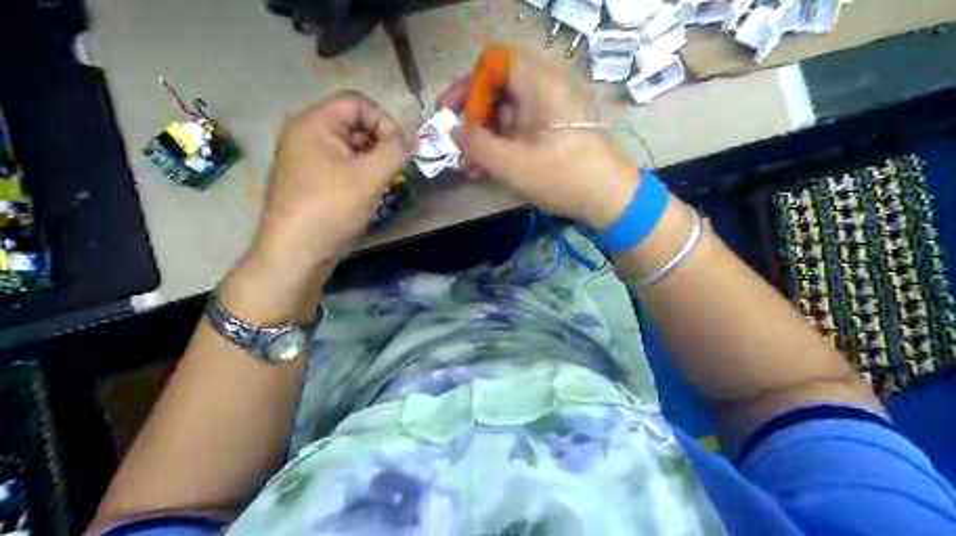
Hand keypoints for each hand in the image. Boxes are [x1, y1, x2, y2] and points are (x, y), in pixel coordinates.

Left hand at [249, 90, 414, 271]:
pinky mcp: (309, 179)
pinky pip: (341, 164)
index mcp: (312, 122)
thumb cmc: (329, 209)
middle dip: (380, 141)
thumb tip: (414, 139)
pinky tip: (368, 193)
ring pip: (349, 146)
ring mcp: (305, 158)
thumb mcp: (369, 177)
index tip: (401, 149)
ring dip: (372, 159)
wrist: (294, 254)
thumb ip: (396, 151)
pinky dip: (360, 173)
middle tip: (395, 167)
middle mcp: (304, 133)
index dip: (385, 120)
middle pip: (353, 122)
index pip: (357, 102)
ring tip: (383, 182)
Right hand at [442, 50, 641, 232]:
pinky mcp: (553, 132)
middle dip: (472, 120)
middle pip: (497, 90)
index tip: (449, 113)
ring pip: (507, 115)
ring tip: (467, 167)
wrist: (611, 199)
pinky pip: (520, 131)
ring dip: (484, 139)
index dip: (467, 86)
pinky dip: (501, 146)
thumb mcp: (511, 163)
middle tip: (456, 146)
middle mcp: (544, 90)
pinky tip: (485, 170)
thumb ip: (476, 144)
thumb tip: (454, 131)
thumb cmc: (562, 176)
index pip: (492, 64)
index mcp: (537, 83)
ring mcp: (549, 112)